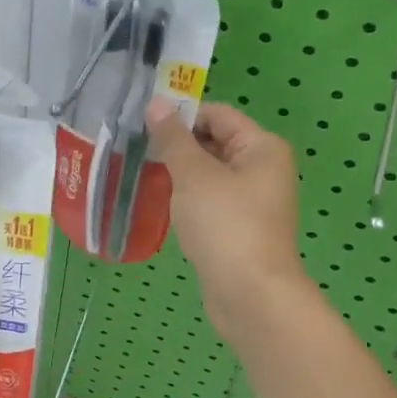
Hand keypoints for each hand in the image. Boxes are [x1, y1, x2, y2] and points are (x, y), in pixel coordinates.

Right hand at [146, 99, 307, 342]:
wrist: (249, 294)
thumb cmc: (225, 225)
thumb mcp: (194, 175)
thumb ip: (173, 138)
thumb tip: (156, 103)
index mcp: (261, 148)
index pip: (217, 115)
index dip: (181, 115)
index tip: (142, 124)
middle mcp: (262, 169)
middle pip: (214, 142)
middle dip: (176, 144)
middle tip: (134, 148)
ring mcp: (251, 201)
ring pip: (208, 174)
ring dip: (178, 172)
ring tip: (139, 172)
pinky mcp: (238, 228)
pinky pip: (208, 200)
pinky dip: (186, 198)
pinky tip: (159, 203)